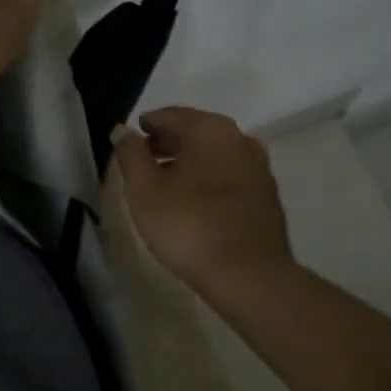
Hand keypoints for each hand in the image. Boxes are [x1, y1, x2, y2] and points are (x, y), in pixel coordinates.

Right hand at [113, 106, 294, 297]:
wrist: (250, 276)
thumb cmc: (189, 226)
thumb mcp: (144, 190)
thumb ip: (130, 154)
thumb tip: (124, 131)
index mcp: (209, 129)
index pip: (171, 115)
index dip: (148, 124)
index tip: (133, 136)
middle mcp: (239, 138)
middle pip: (195, 131)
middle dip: (168, 142)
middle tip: (144, 159)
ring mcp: (258, 166)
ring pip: (214, 154)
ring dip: (189, 162)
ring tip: (165, 183)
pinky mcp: (267, 194)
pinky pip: (229, 175)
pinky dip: (209, 179)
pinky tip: (194, 202)